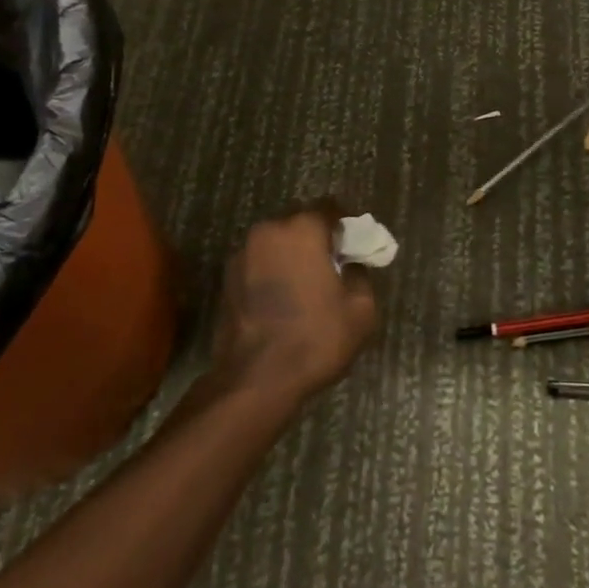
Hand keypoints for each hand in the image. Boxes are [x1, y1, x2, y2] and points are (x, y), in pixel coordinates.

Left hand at [211, 207, 378, 404]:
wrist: (255, 380)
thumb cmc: (315, 338)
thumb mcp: (361, 309)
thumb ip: (360, 275)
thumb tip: (350, 265)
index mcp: (303, 229)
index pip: (329, 207)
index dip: (346, 223)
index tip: (355, 243)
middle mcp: (269, 231)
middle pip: (300, 221)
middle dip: (317, 236)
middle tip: (334, 262)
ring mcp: (242, 254)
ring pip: (276, 242)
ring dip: (293, 254)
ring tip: (308, 283)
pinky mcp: (227, 279)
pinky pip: (259, 263)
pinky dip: (273, 271)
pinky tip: (285, 298)